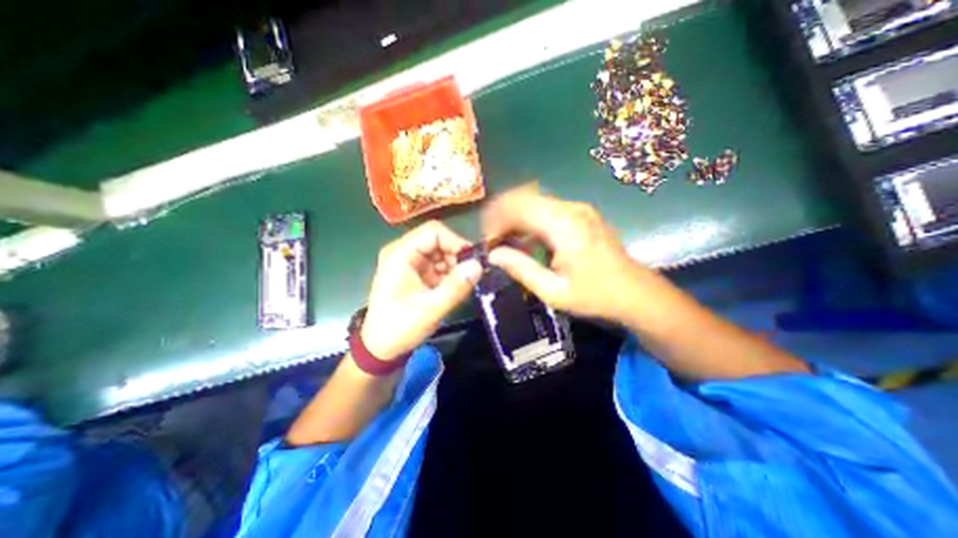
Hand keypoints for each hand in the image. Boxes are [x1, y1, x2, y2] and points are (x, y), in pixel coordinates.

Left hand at [360, 218, 483, 361]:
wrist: (381, 348)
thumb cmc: (399, 328)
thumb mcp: (430, 309)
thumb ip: (456, 286)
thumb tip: (479, 265)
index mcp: (400, 254)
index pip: (433, 232)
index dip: (456, 242)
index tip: (473, 261)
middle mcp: (405, 252)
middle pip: (439, 241)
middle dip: (457, 257)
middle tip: (471, 276)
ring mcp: (411, 263)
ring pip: (442, 253)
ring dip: (455, 267)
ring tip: (463, 285)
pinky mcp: (417, 273)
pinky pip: (440, 265)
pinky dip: (451, 275)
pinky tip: (454, 289)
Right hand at [482, 187, 654, 325]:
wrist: (636, 293)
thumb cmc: (595, 295)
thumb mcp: (553, 291)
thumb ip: (521, 269)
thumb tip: (493, 254)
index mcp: (563, 225)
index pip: (518, 206)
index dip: (496, 218)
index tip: (487, 238)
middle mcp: (571, 209)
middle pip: (525, 198)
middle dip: (503, 215)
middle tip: (493, 239)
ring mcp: (578, 209)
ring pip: (535, 201)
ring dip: (516, 217)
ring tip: (506, 240)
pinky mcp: (582, 214)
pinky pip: (547, 209)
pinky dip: (531, 220)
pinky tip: (527, 240)